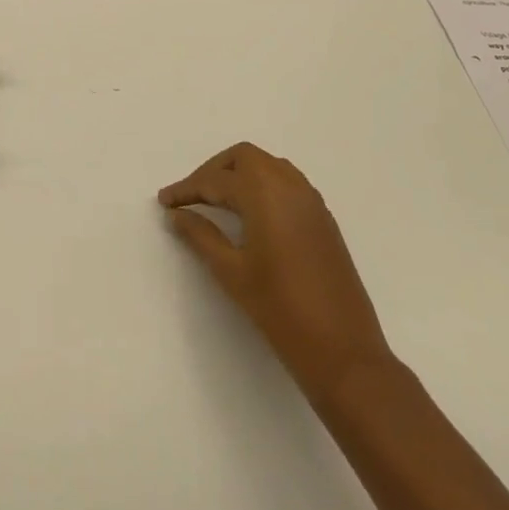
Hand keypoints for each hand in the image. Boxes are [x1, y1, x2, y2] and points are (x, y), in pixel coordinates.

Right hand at [159, 142, 393, 401]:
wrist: (344, 351)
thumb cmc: (280, 310)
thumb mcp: (231, 272)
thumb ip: (201, 236)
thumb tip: (178, 214)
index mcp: (265, 194)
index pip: (216, 180)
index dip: (186, 188)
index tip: (164, 201)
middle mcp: (290, 186)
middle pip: (245, 158)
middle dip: (214, 170)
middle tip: (192, 197)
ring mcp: (311, 201)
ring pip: (268, 166)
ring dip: (240, 174)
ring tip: (216, 203)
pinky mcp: (323, 219)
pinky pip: (287, 183)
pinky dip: (262, 186)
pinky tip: (250, 215)